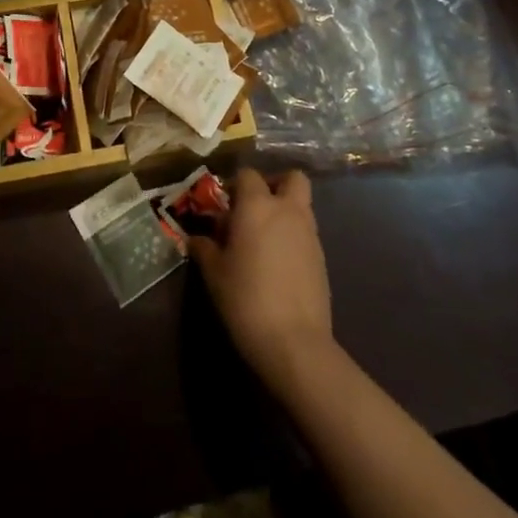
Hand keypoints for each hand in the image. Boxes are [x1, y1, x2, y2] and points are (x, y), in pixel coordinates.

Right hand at [190, 170, 333, 391]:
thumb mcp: (215, 274)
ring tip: (263, 239)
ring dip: (285, 210)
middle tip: (254, 208)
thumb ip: (205, 249)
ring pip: (301, 204)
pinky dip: (294, 236)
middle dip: (274, 185)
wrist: (295, 342)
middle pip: (291, 178)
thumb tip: (195, 239)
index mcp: (257, 205)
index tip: (224, 206)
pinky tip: (278, 263)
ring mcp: (309, 233)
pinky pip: (307, 232)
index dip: (235, 185)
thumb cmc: (246, 299)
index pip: (248, 174)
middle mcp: (287, 210)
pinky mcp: (322, 257)